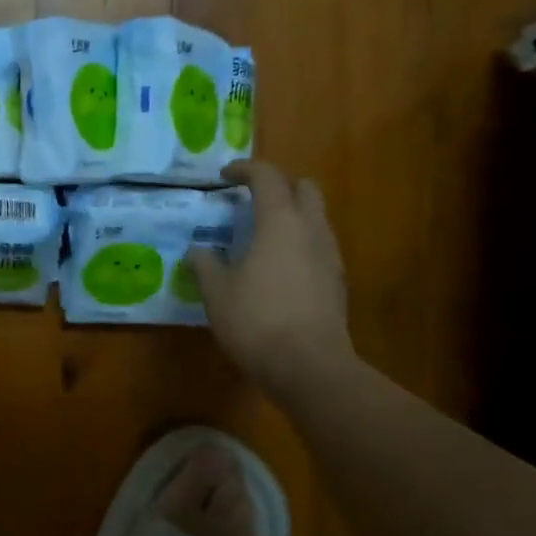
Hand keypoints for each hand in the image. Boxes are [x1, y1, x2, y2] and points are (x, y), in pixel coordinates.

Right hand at [189, 161, 353, 397]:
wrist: (309, 366)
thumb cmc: (256, 320)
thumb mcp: (216, 293)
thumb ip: (205, 265)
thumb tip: (197, 251)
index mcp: (280, 222)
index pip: (267, 177)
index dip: (245, 169)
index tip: (224, 177)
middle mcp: (311, 230)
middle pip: (305, 188)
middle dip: (280, 186)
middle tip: (252, 202)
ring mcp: (330, 256)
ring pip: (316, 218)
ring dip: (292, 217)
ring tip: (263, 239)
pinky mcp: (338, 283)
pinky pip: (319, 247)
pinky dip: (300, 245)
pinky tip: (279, 271)